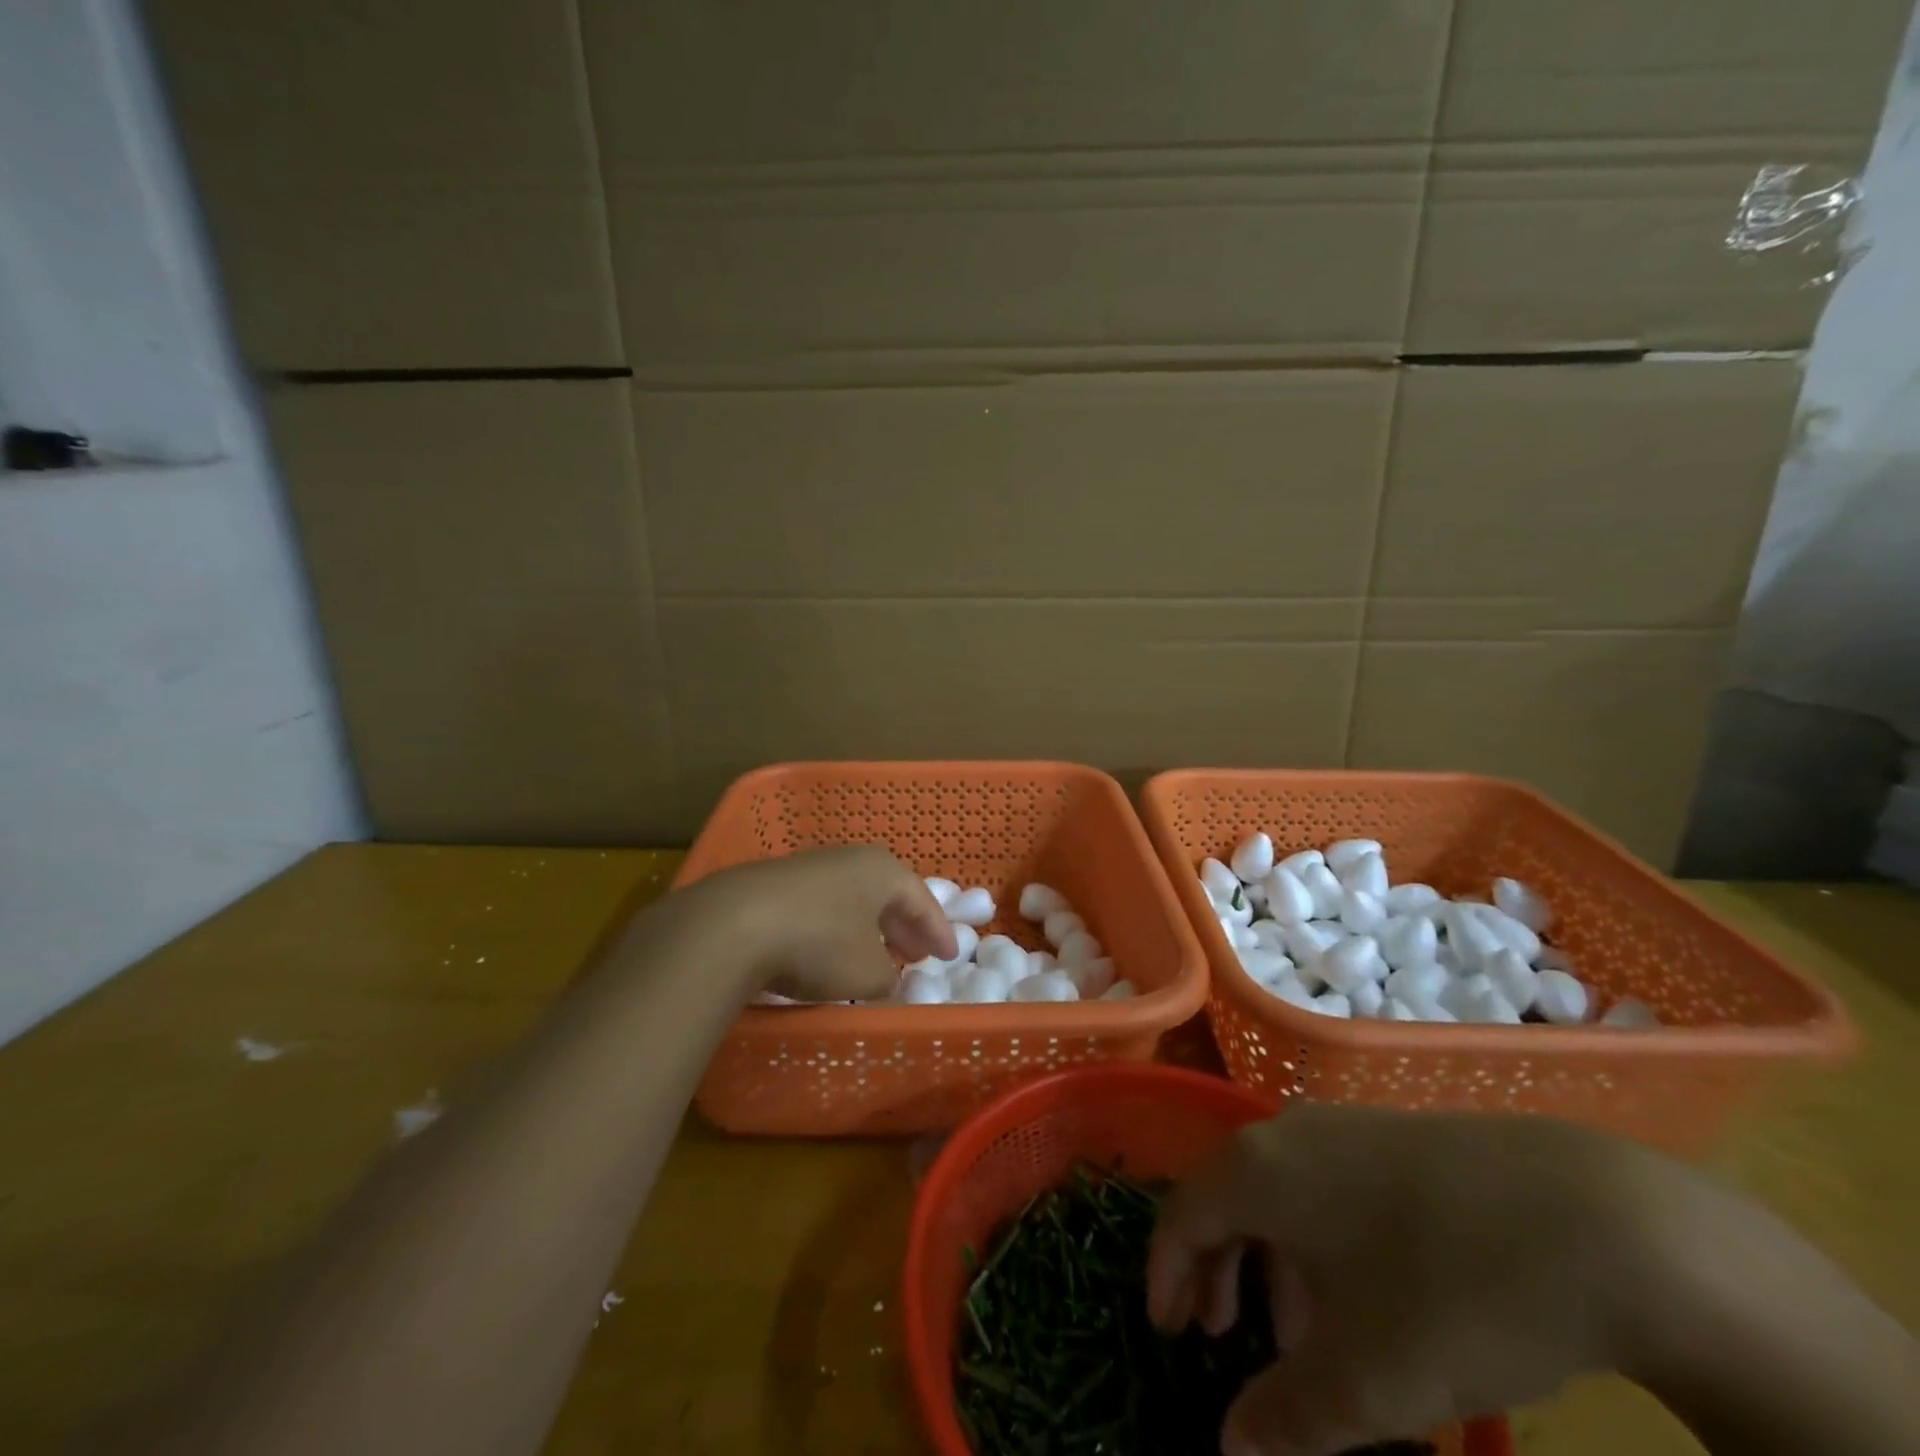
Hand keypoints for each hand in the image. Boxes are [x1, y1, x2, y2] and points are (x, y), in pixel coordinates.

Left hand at [687, 846, 957, 1002]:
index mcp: (882, 870)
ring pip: (852, 898)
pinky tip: (828, 950)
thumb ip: (887, 977)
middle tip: (916, 953)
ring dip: (868, 927)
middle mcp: (849, 860)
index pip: (922, 900)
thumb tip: (884, 977)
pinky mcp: (774, 884)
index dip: (938, 931)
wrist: (730, 925)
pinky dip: (835, 927)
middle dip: (904, 926)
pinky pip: (821, 905)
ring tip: (875, 954)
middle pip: (887, 894)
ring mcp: (809, 868)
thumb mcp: (867, 973)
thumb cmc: (818, 943)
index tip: (950, 955)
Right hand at [1147, 1105, 1657, 1455]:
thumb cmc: (1452, 1293)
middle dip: (1216, 1270)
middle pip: (1226, 1196)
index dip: (1166, 1273)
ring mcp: (1344, 1126)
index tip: (1167, 1332)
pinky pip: (1325, 1185)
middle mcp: (1286, 1131)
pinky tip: (1364, 1295)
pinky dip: (1317, 1240)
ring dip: (1270, 1261)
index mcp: (1257, 1168)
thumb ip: (1287, 1419)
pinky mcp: (1395, 1135)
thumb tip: (1230, 1451)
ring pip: (1279, 1192)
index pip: (1183, 1213)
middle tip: (1221, 1337)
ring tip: (1298, 1335)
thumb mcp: (1367, 1381)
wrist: (1598, 1221)